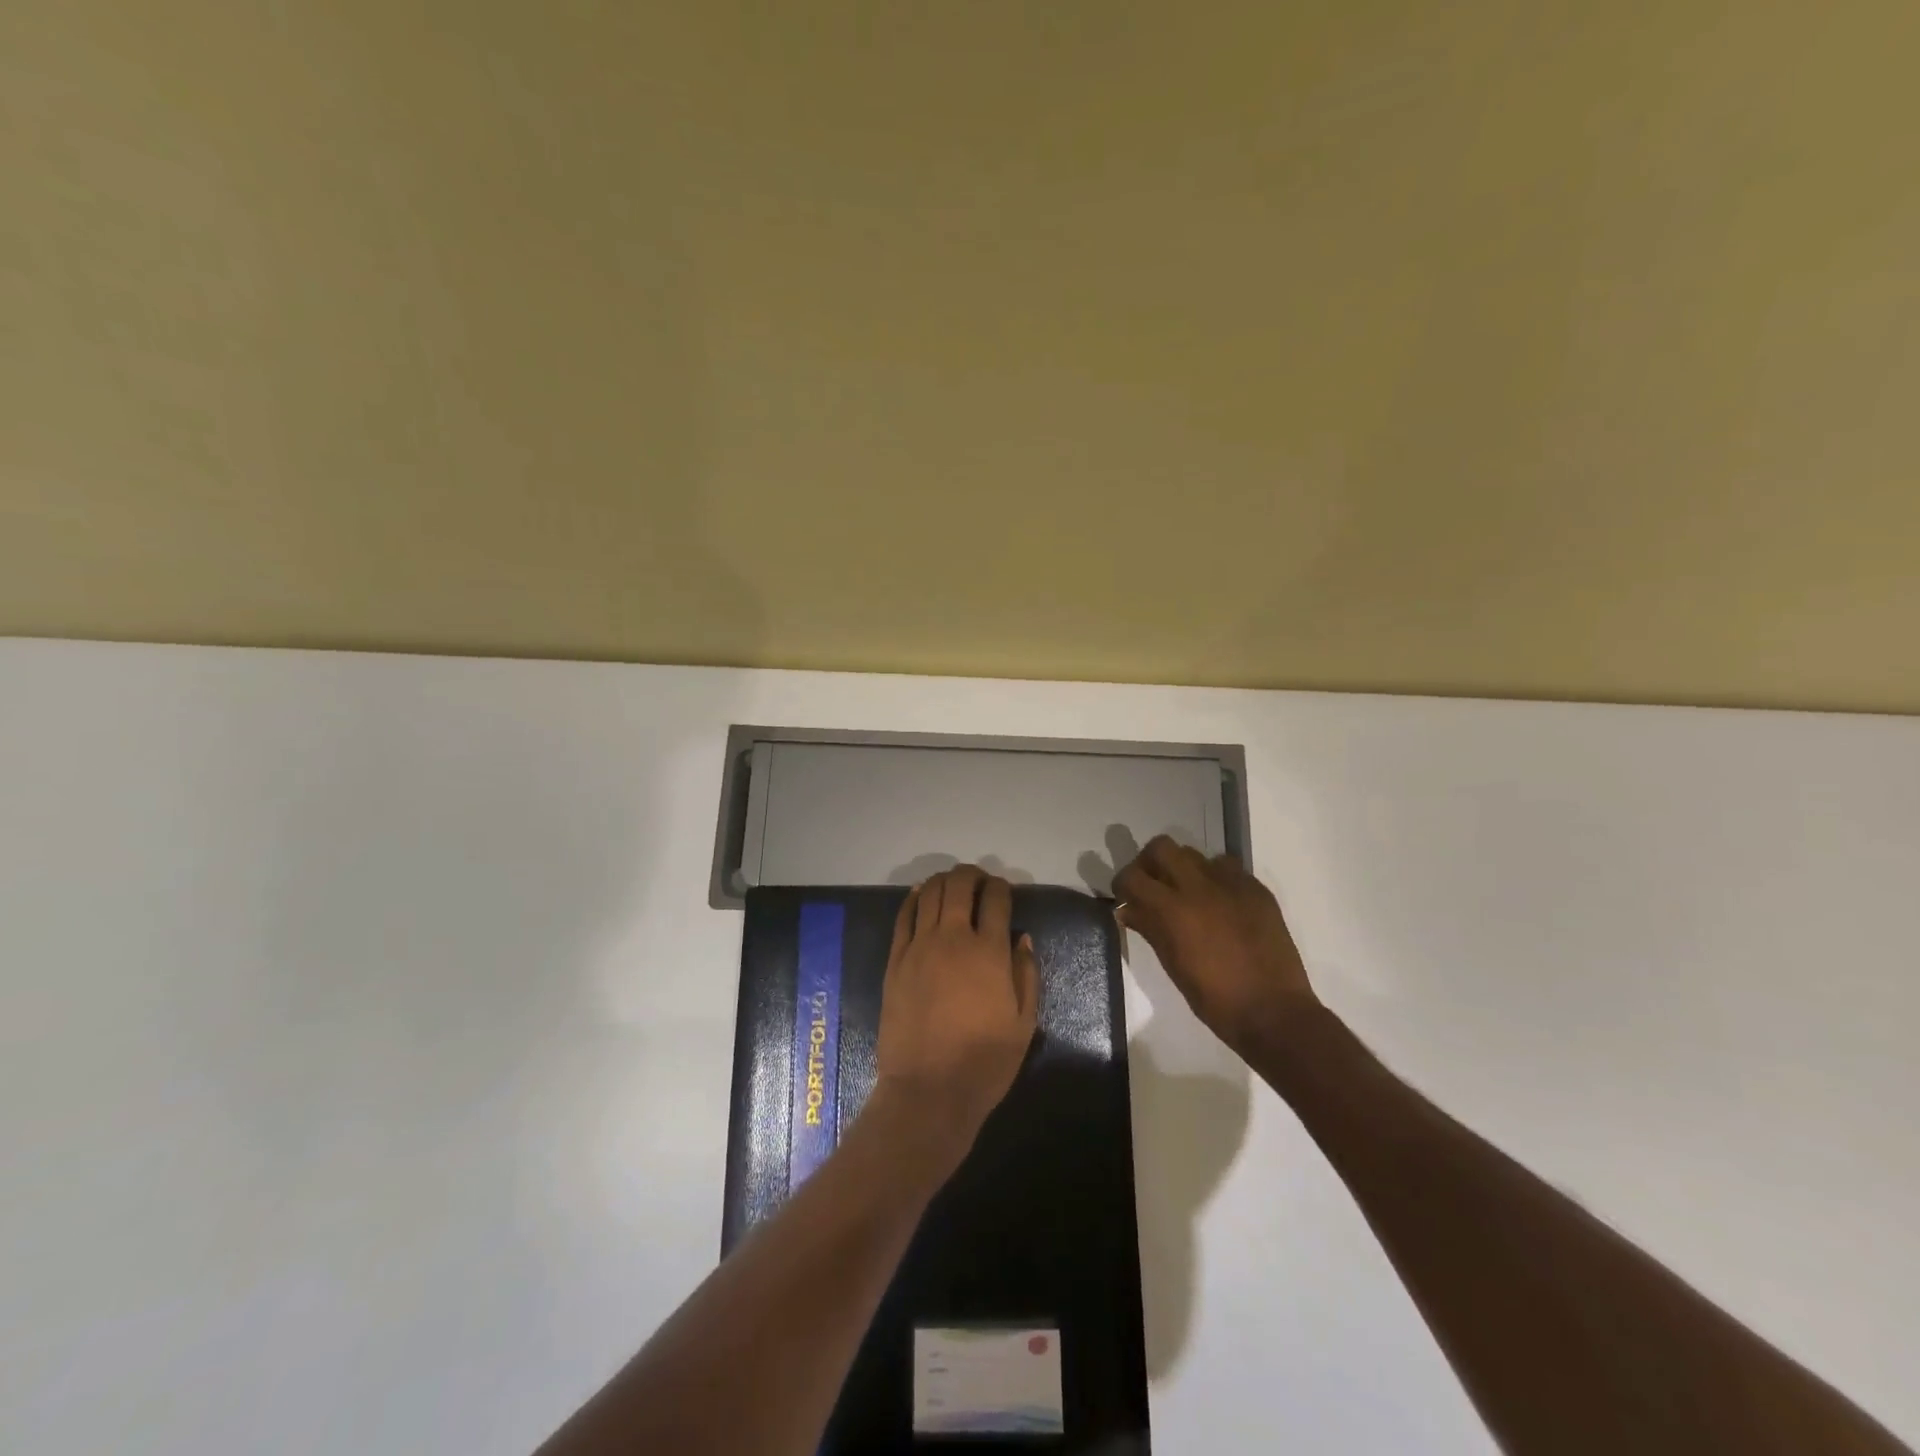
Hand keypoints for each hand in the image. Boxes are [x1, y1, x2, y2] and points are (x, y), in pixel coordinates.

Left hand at [871, 866, 1040, 1168]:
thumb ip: (1026, 975)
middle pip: (960, 885)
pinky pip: (904, 916)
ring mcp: (920, 946)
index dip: (1002, 887)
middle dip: (973, 875)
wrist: (928, 1091)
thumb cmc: (985, 1062)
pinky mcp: (896, 960)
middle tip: (979, 881)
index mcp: (989, 952)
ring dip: (944, 881)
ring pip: (931, 893)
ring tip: (953, 885)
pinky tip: (921, 895)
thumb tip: (1021, 938)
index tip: (1004, 890)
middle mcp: (953, 938)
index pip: (997, 899)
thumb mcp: (1023, 1023)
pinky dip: (914, 898)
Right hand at [1113, 835, 1317, 1057]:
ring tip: (1190, 895)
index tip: (1126, 897)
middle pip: (1162, 847)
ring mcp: (1231, 884)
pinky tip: (1221, 904)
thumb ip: (1149, 928)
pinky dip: (1216, 879)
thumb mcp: (1172, 965)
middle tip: (1154, 886)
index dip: (1124, 884)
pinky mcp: (1257, 889)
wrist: (1273, 1011)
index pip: (1133, 876)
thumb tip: (1127, 909)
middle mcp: (1199, 886)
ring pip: (1196, 854)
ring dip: (1185, 869)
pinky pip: (1228, 868)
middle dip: (1151, 862)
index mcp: (1172, 909)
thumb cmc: (1214, 998)